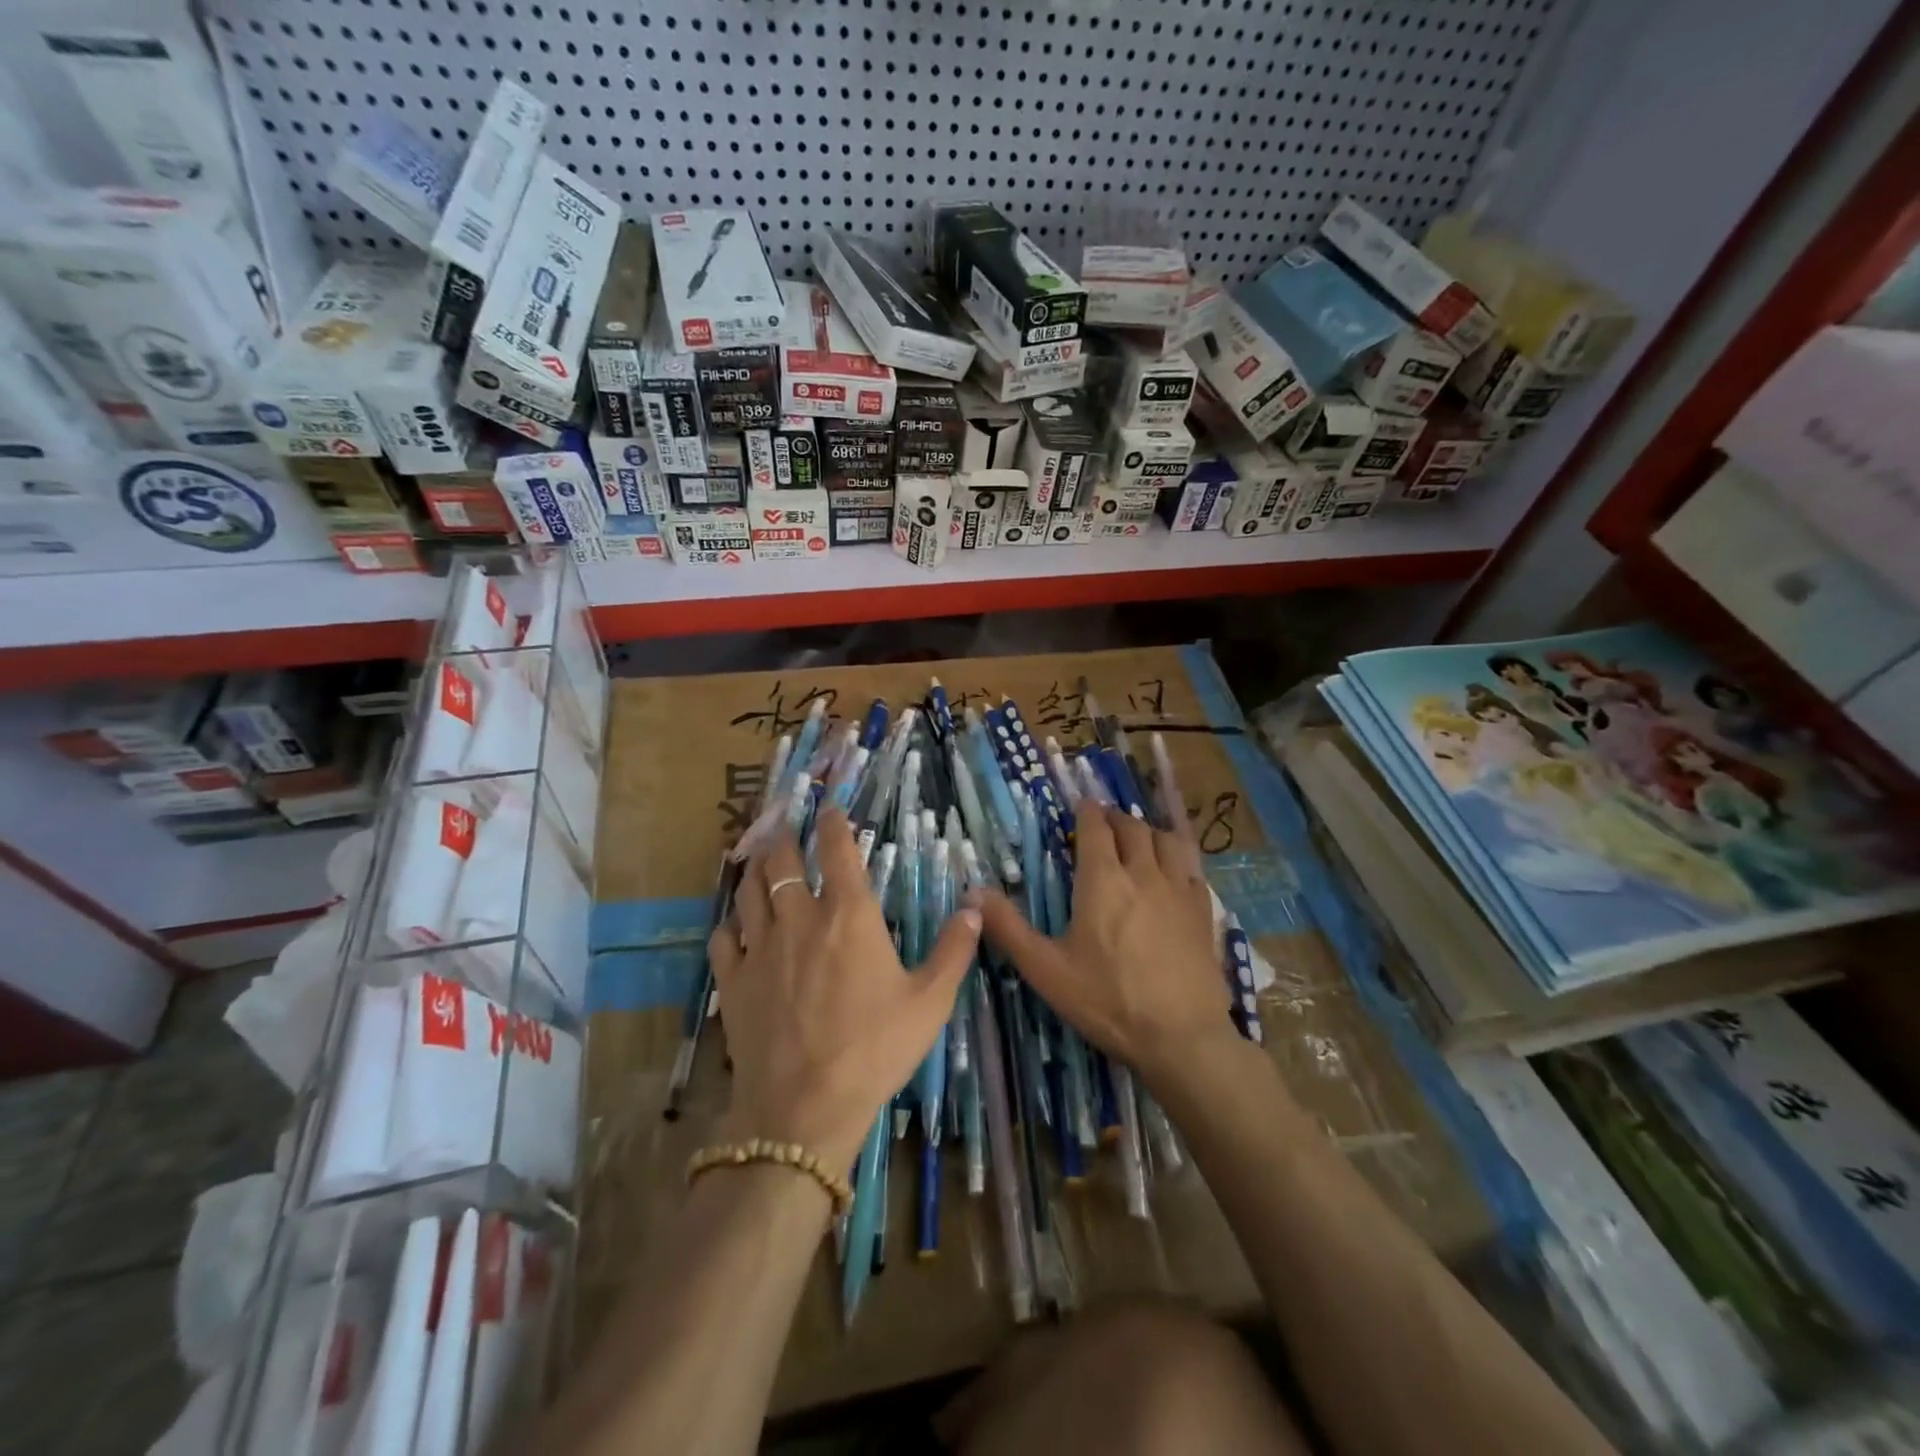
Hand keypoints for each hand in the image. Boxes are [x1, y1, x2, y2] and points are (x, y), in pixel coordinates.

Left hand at [709, 808, 980, 1172]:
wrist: (803, 1109)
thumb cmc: (874, 1049)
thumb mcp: (930, 1002)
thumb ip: (953, 950)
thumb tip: (975, 907)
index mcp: (848, 916)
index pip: (837, 851)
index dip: (832, 824)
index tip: (828, 807)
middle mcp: (799, 919)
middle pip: (781, 861)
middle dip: (783, 835)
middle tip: (783, 822)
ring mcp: (760, 949)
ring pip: (748, 891)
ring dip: (753, 867)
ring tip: (755, 855)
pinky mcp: (733, 981)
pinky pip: (724, 937)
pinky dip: (729, 922)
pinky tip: (734, 923)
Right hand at [974, 805, 1234, 1089]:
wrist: (1181, 1038)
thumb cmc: (1107, 1001)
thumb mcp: (1046, 969)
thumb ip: (1007, 928)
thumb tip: (972, 892)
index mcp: (1103, 880)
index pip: (1096, 828)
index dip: (1087, 812)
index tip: (1080, 806)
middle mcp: (1143, 873)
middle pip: (1132, 827)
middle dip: (1115, 819)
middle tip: (1103, 824)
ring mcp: (1179, 891)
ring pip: (1167, 841)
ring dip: (1149, 832)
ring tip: (1139, 840)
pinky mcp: (1203, 912)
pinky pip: (1192, 869)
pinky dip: (1178, 860)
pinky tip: (1174, 874)